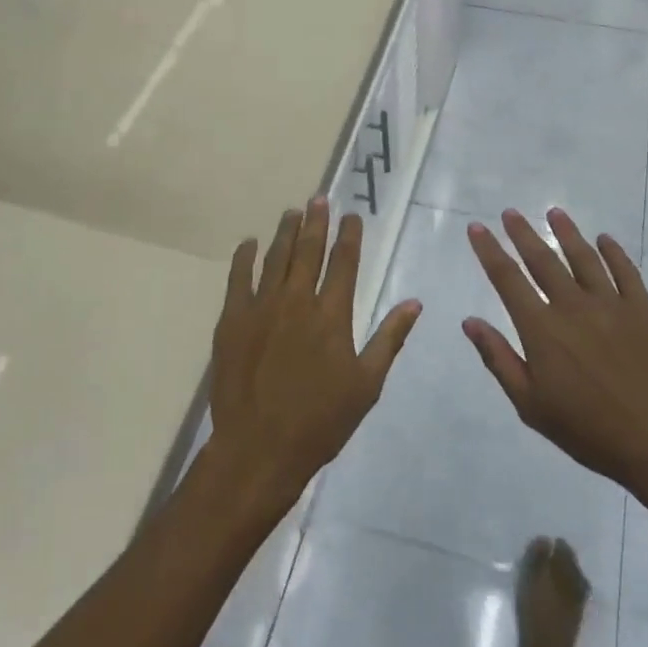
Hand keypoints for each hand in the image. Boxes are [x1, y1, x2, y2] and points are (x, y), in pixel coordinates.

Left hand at [206, 198, 421, 508]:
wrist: (260, 448)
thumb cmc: (321, 421)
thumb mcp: (367, 384)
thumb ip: (389, 338)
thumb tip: (414, 302)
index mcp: (332, 315)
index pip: (344, 262)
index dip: (349, 235)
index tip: (351, 215)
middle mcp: (297, 300)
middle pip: (309, 250)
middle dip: (316, 221)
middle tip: (319, 198)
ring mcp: (262, 307)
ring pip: (276, 257)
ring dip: (285, 232)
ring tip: (292, 212)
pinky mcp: (233, 320)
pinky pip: (238, 278)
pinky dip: (244, 257)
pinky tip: (249, 243)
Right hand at [463, 208, 647, 500]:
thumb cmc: (589, 431)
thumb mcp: (531, 406)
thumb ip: (499, 359)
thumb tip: (470, 321)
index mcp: (541, 329)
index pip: (507, 279)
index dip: (490, 251)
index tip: (477, 228)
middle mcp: (572, 306)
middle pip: (543, 259)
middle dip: (522, 233)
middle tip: (510, 212)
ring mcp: (611, 304)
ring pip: (583, 257)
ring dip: (566, 232)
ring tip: (553, 212)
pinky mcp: (643, 310)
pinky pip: (625, 271)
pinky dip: (613, 252)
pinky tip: (604, 239)